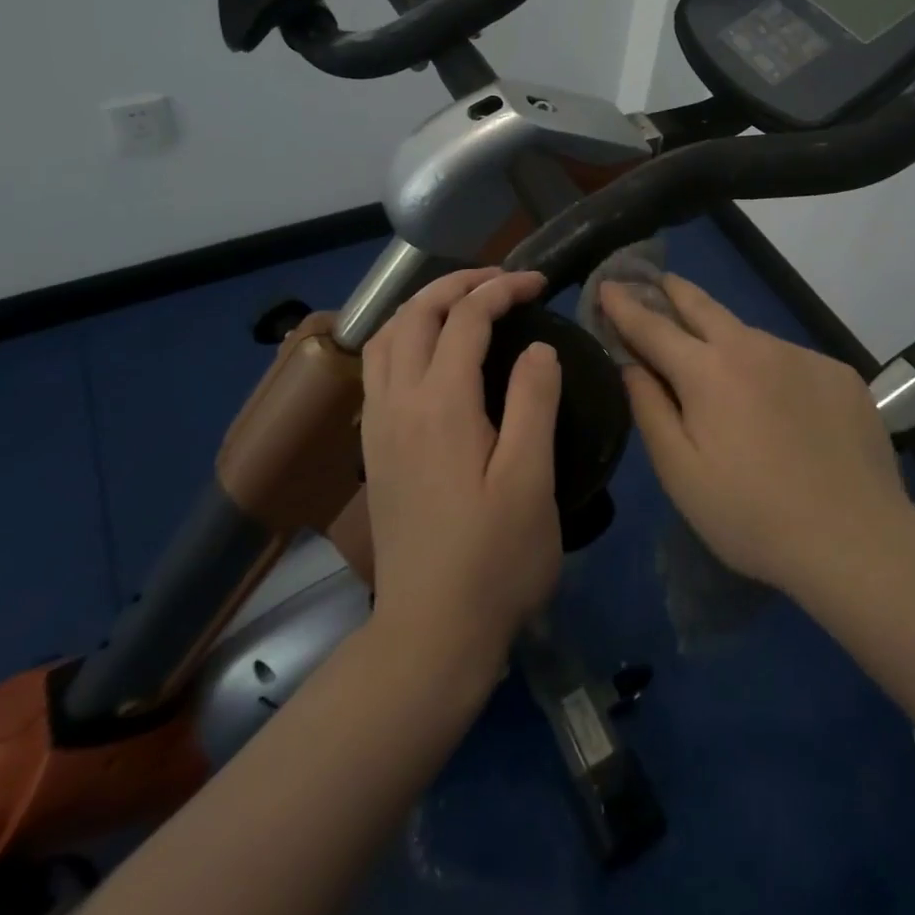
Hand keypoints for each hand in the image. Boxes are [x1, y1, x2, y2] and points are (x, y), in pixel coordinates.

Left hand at [359, 268, 562, 678]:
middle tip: (503, 280)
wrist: (430, 634)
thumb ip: (534, 401)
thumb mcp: (531, 479)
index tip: (539, 283)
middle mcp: (398, 403)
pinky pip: (377, 367)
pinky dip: (403, 336)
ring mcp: (378, 427)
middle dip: (458, 284)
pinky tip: (430, 354)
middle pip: (415, 315)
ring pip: (385, 337)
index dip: (502, 290)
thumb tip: (538, 347)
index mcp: (441, 404)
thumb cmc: (494, 559)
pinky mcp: (374, 449)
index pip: (466, 319)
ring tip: (464, 304)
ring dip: (423, 307)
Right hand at [600, 276, 910, 598]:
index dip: (625, 306)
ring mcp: (802, 356)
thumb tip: (631, 365)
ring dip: (726, 339)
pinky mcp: (839, 374)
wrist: (856, 540)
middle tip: (658, 281)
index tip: (607, 285)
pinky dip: (772, 370)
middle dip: (673, 290)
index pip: (653, 326)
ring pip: (750, 336)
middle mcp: (754, 346)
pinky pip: (791, 361)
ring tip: (721, 364)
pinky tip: (781, 407)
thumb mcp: (680, 473)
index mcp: (707, 371)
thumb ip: (649, 409)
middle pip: (703, 306)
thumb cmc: (752, 515)